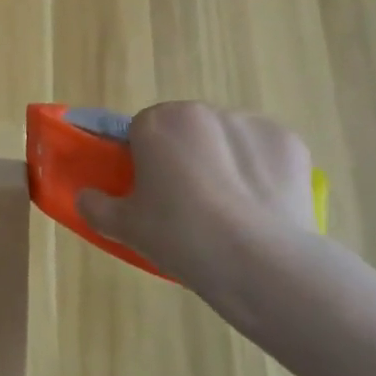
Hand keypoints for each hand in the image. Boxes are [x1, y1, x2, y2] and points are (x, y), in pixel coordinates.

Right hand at [78, 103, 314, 307]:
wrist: (261, 264)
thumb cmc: (181, 237)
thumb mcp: (125, 228)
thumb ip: (96, 206)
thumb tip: (85, 197)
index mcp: (157, 122)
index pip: (140, 130)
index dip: (143, 160)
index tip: (150, 192)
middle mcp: (202, 111)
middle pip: (185, 131)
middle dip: (185, 157)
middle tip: (187, 206)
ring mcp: (249, 123)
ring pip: (226, 141)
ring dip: (223, 163)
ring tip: (230, 214)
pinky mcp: (289, 142)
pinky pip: (264, 154)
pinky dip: (261, 174)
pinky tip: (261, 210)